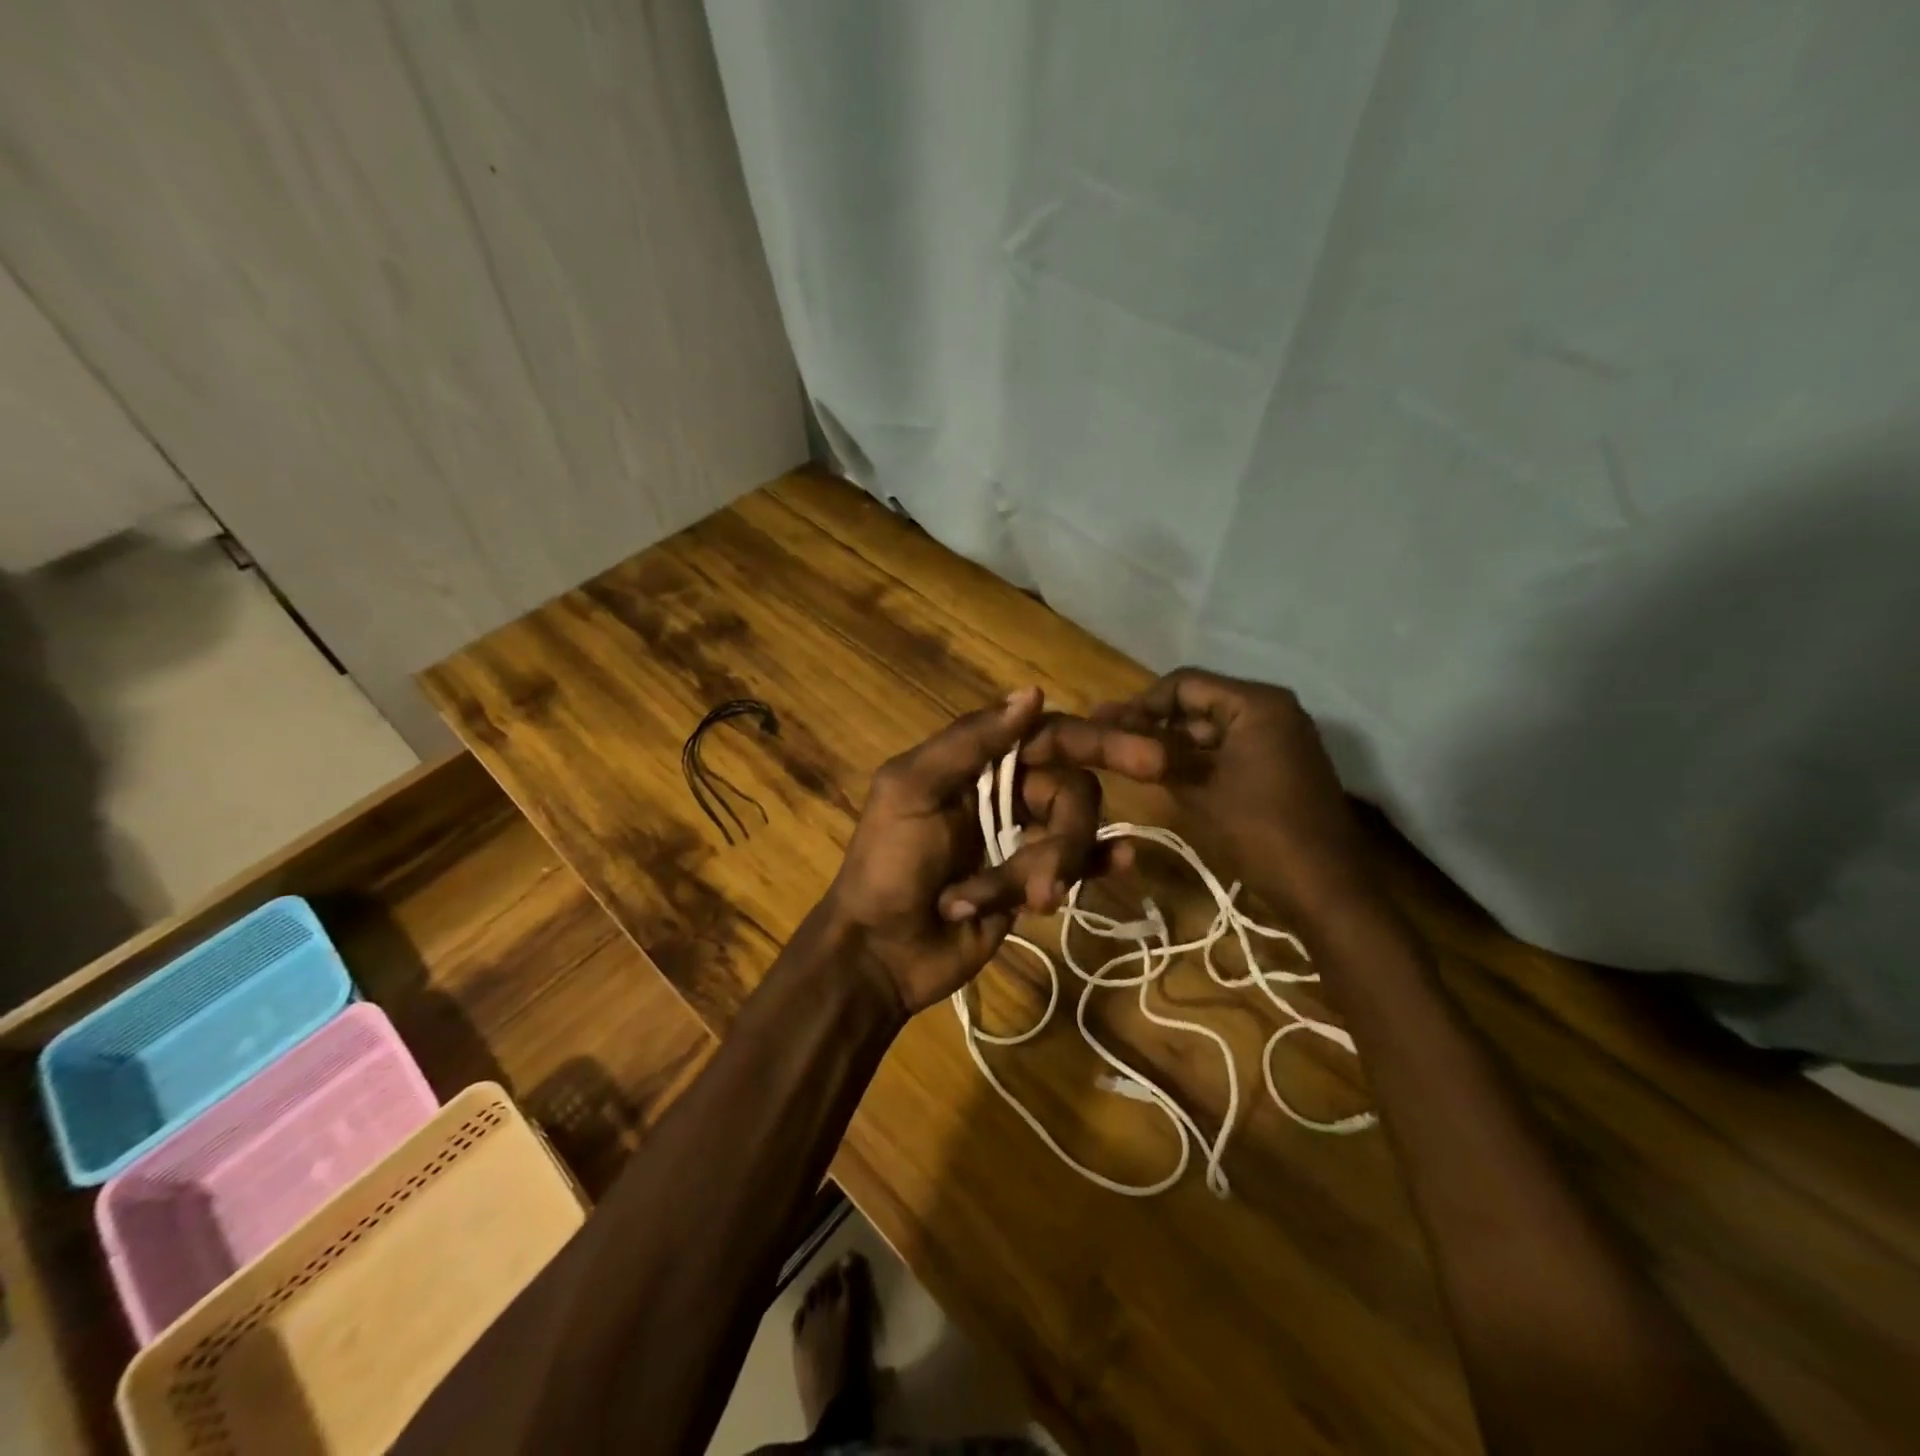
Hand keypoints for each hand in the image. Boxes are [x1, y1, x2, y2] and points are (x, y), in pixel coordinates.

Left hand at [821, 687, 1126, 1015]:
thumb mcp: (912, 791)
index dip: (1100, 741)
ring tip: (1023, 904)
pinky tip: (1121, 864)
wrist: (880, 953)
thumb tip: (1033, 693)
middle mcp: (1005, 792)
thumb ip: (970, 741)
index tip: (1149, 759)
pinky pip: (1078, 865)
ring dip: (1050, 870)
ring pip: (1074, 833)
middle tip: (1040, 883)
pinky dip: (1099, 863)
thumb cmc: (888, 866)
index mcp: (977, 763)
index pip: (1051, 736)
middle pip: (1072, 791)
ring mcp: (1022, 838)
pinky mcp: (1032, 881)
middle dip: (1065, 836)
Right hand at [1066, 668, 1377, 919]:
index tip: (1106, 725)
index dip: (1141, 703)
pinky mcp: (1282, 763)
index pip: (1185, 684)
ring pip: (1214, 727)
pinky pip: (1231, 747)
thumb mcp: (1197, 790)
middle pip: (1200, 702)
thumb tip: (1113, 730)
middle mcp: (1273, 709)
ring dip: (1175, 742)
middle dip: (1156, 722)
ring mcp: (1282, 736)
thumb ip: (1156, 754)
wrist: (1323, 886)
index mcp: (1256, 704)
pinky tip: (1165, 773)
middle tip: (1112, 738)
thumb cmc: (1258, 831)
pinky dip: (1200, 758)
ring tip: (1131, 757)